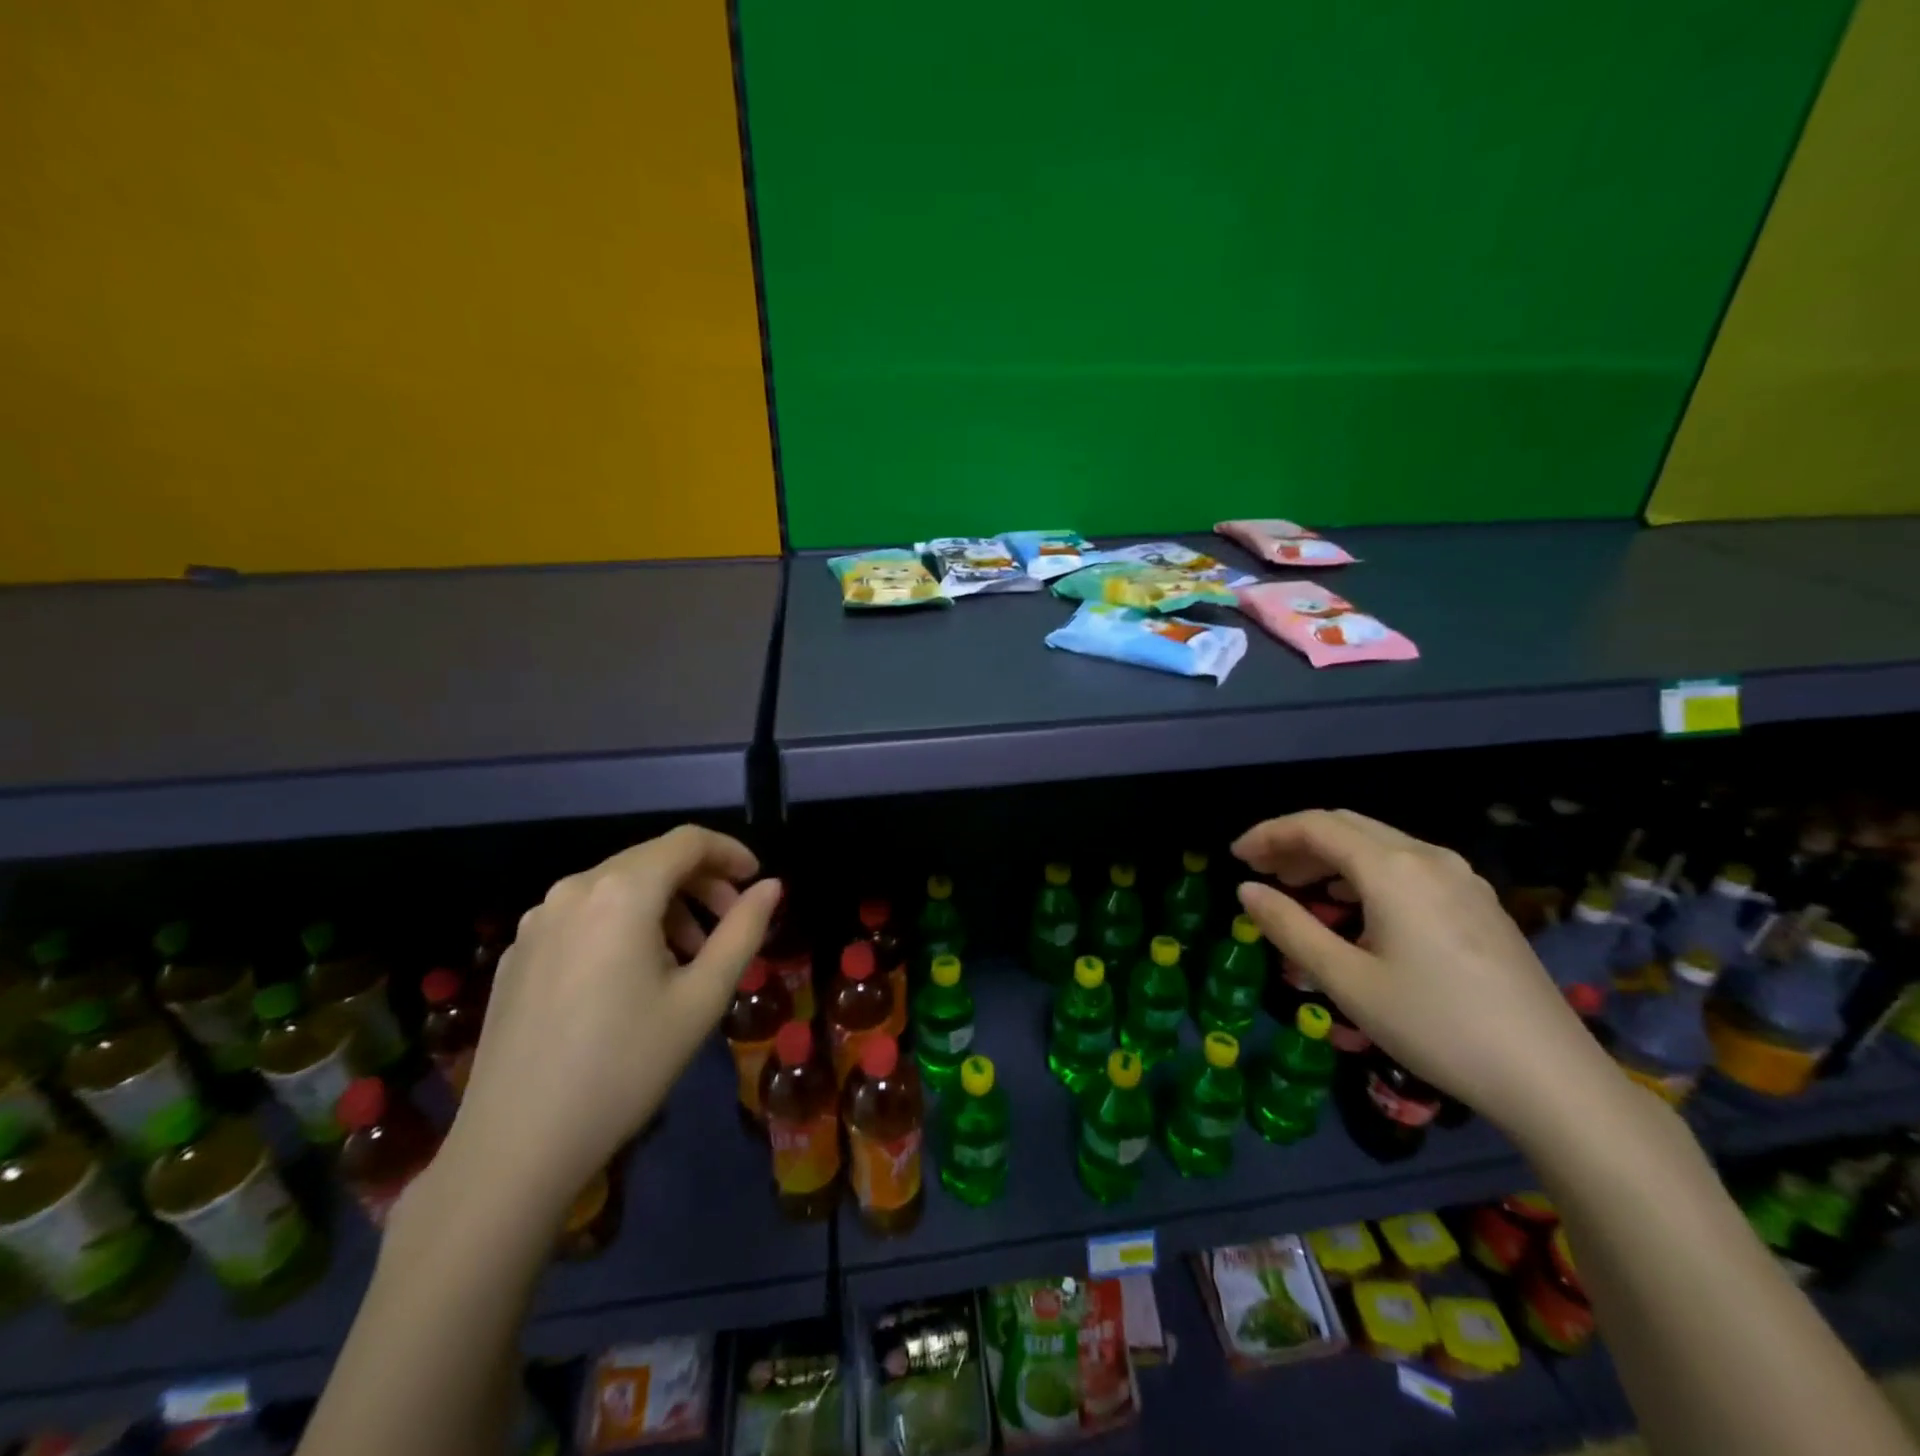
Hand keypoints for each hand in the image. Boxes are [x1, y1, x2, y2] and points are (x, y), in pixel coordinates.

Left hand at [445, 825, 781, 1207]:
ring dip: (664, 905)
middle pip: (651, 860)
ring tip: (686, 956)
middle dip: (700, 882)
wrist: (514, 1147)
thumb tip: (771, 887)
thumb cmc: (624, 1067)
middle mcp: (573, 890)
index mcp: (621, 892)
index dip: (729, 852)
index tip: (756, 879)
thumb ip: (743, 931)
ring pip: (617, 887)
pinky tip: (632, 977)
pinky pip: (584, 916)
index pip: (687, 841)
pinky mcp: (518, 953)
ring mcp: (537, 921)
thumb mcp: (701, 998)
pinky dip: (623, 925)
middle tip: (730, 922)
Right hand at [1232, 809, 1613, 1135]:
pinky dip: (1364, 871)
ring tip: (1297, 886)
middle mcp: (1428, 857)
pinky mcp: (1478, 902)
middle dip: (1296, 840)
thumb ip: (1290, 927)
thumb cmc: (1436, 1026)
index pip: (1316, 826)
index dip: (1268, 834)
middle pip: (1347, 825)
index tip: (1235, 857)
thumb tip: (1246, 891)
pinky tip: (1353, 905)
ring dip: (1330, 855)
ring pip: (1379, 843)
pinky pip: (1406, 864)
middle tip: (1260, 869)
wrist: (1552, 1078)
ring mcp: (1461, 878)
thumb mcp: (1347, 981)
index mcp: (1393, 869)